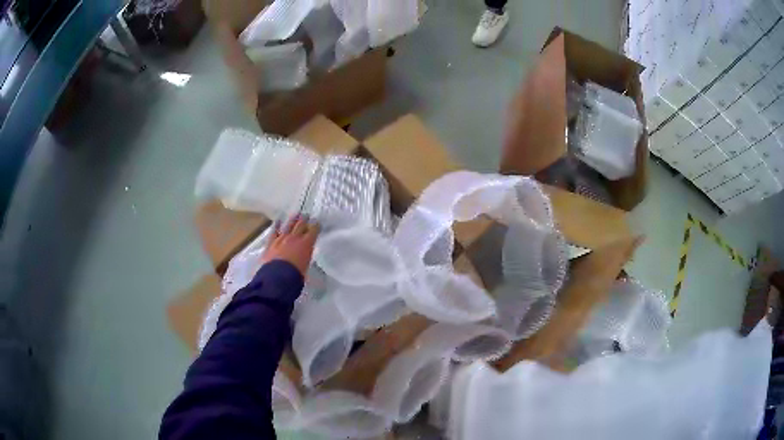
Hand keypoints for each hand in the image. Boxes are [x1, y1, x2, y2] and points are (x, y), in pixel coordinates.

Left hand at [261, 215, 319, 275]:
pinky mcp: (271, 243)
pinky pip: (274, 232)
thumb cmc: (296, 275)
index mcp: (306, 244)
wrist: (277, 277)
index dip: (316, 226)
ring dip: (293, 220)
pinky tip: (278, 221)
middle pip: (300, 225)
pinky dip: (276, 226)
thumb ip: (306, 258)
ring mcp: (281, 239)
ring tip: (296, 214)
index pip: (313, 231)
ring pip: (288, 225)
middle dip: (304, 220)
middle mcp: (294, 238)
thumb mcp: (306, 266)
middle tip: (306, 215)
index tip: (317, 223)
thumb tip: (305, 257)